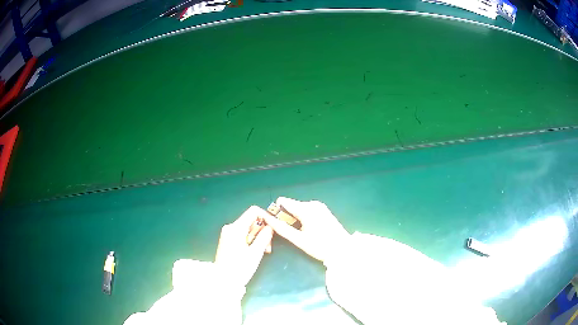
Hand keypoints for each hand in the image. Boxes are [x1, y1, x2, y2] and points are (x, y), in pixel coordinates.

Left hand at [215, 206, 273, 286]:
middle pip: (251, 220)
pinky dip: (251, 241)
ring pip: (248, 228)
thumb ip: (264, 237)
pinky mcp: (228, 241)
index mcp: (236, 228)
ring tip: (263, 252)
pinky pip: (243, 235)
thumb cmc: (240, 268)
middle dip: (262, 231)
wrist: (223, 281)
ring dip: (258, 237)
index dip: (265, 217)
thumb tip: (270, 226)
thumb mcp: (255, 253)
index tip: (273, 229)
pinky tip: (254, 252)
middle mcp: (230, 227)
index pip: (253, 211)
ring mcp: (228, 234)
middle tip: (268, 247)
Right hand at [261, 197, 349, 261]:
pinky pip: (307, 211)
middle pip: (291, 206)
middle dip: (287, 218)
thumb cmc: (321, 246)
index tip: (280, 225)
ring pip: (299, 209)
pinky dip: (304, 219)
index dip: (277, 212)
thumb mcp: (299, 240)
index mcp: (306, 208)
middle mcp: (312, 203)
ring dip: (295, 220)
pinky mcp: (324, 211)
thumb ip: (282, 229)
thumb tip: (267, 219)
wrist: (344, 250)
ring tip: (303, 235)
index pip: (282, 201)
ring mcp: (319, 206)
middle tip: (293, 234)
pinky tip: (310, 232)